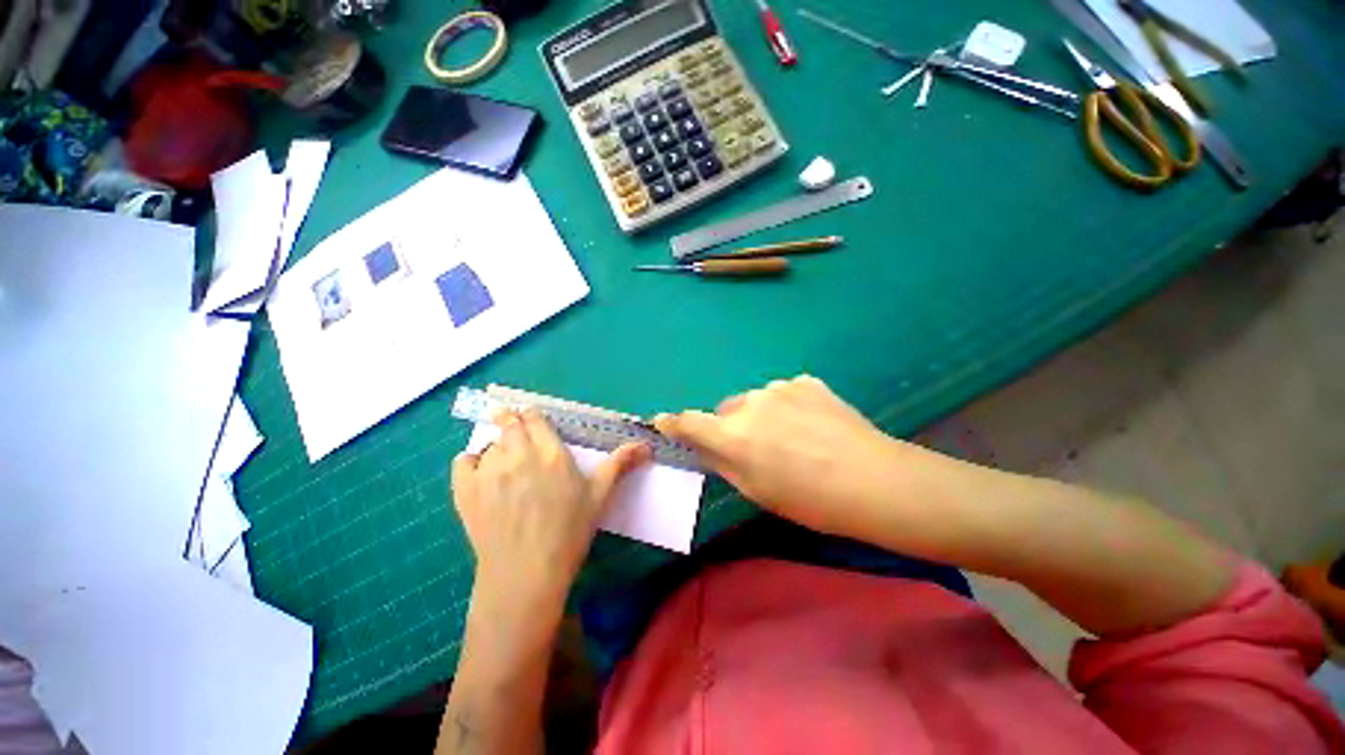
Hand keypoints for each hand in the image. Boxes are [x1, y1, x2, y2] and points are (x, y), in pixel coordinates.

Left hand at [452, 409, 649, 609]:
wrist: (526, 573)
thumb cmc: (569, 531)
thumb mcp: (600, 494)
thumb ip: (620, 463)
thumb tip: (646, 444)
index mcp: (550, 452)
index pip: (534, 418)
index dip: (531, 416)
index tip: (532, 420)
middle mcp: (518, 453)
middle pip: (509, 422)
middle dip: (511, 421)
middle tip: (516, 431)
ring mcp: (488, 471)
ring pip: (489, 442)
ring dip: (496, 445)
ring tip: (504, 461)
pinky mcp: (465, 490)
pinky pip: (462, 461)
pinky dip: (470, 461)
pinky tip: (481, 472)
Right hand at [655, 376, 903, 536]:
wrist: (873, 481)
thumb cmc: (809, 500)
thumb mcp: (756, 490)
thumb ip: (723, 462)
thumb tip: (705, 444)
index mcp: (734, 435)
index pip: (690, 422)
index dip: (674, 422)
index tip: (664, 421)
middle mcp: (750, 404)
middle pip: (727, 411)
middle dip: (732, 426)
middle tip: (758, 448)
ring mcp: (780, 388)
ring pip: (756, 401)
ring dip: (762, 415)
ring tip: (793, 438)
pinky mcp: (805, 382)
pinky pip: (784, 393)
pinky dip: (788, 406)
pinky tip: (813, 424)